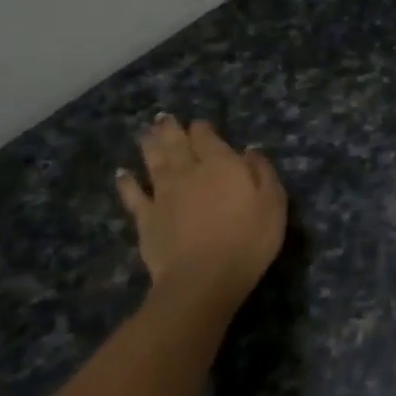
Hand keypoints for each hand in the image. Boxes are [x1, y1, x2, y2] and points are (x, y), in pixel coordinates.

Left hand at [117, 115, 286, 299]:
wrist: (203, 278)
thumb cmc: (248, 239)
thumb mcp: (273, 202)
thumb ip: (262, 172)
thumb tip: (249, 150)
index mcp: (221, 164)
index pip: (207, 137)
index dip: (203, 129)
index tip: (202, 125)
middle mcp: (188, 172)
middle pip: (176, 144)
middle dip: (171, 129)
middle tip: (164, 118)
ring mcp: (163, 194)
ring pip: (153, 161)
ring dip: (149, 145)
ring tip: (147, 132)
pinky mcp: (146, 218)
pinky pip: (133, 195)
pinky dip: (126, 182)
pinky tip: (122, 173)